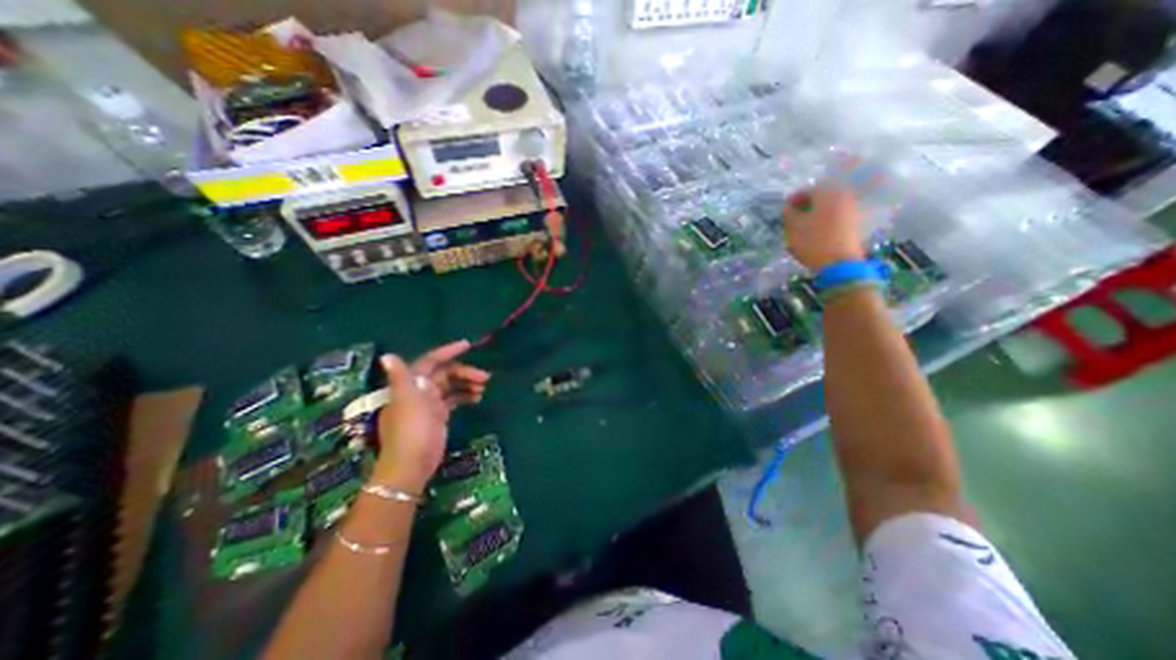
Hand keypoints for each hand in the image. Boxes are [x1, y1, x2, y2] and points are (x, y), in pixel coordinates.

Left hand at [373, 343, 490, 491]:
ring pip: (452, 385)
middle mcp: (420, 390)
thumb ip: (401, 377)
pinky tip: (477, 398)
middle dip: (465, 372)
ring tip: (484, 387)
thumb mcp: (407, 401)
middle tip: (485, 377)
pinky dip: (466, 395)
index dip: (447, 352)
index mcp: (411, 384)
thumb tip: (388, 356)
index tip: (467, 345)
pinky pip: (455, 399)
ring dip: (468, 383)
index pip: (430, 361)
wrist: (412, 464)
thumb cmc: (411, 429)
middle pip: (446, 373)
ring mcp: (430, 403)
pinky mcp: (439, 415)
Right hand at [783, 186, 866, 269]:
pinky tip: (814, 234)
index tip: (784, 210)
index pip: (808, 190)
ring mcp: (852, 210)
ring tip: (802, 228)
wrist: (839, 263)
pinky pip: (835, 218)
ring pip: (828, 208)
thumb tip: (789, 207)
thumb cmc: (813, 241)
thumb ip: (789, 213)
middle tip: (793, 218)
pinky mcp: (855, 225)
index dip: (794, 199)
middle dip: (806, 206)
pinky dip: (824, 222)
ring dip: (814, 215)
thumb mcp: (793, 226)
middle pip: (821, 198)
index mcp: (828, 193)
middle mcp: (844, 196)